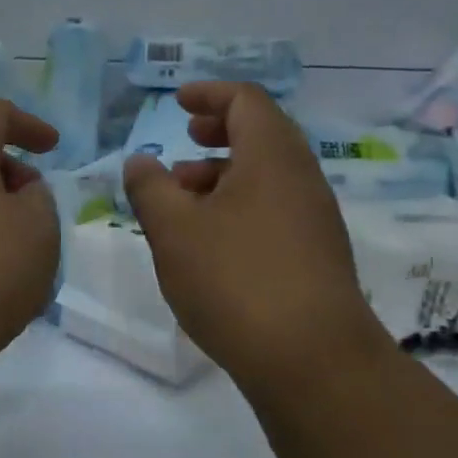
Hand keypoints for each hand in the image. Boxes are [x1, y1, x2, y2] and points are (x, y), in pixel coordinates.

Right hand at [121, 82, 385, 390]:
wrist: (313, 363)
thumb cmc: (235, 280)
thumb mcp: (174, 230)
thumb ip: (150, 188)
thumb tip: (140, 161)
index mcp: (272, 157)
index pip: (246, 100)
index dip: (210, 93)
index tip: (177, 103)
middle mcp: (301, 178)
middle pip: (263, 133)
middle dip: (219, 130)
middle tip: (185, 139)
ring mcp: (315, 218)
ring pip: (268, 174)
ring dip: (225, 171)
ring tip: (184, 195)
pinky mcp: (318, 254)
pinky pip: (276, 207)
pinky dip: (241, 203)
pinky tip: (211, 238)